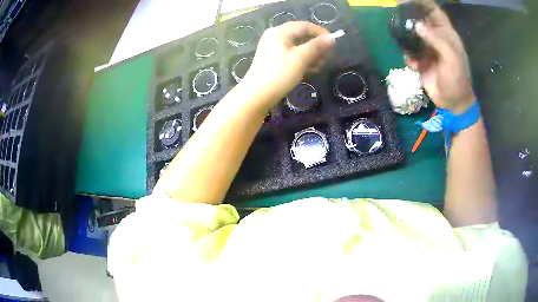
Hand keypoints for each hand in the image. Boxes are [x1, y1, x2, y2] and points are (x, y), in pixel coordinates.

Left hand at [241, 21, 334, 109]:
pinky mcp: (274, 60)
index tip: (333, 41)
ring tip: (319, 66)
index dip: (320, 32)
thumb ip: (317, 46)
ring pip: (298, 47)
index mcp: (280, 32)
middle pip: (301, 36)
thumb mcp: (301, 58)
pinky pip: (292, 55)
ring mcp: (274, 48)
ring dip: (311, 55)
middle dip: (316, 46)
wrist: (257, 95)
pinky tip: (310, 69)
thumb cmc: (279, 73)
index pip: (304, 26)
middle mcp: (275, 37)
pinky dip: (302, 60)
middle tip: (327, 57)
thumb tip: (332, 38)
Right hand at [405, 0, 474, 113]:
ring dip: (406, 38)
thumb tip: (417, 25)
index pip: (434, 12)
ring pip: (412, 35)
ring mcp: (427, 49)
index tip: (409, 0)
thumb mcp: (451, 59)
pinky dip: (408, 56)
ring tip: (405, 45)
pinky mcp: (421, 60)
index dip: (423, 3)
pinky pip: (409, 51)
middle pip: (420, 20)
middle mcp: (435, 38)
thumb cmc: (457, 80)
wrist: (453, 103)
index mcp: (446, 34)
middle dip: (409, 17)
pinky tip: (414, 65)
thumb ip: (437, 40)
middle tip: (397, 15)